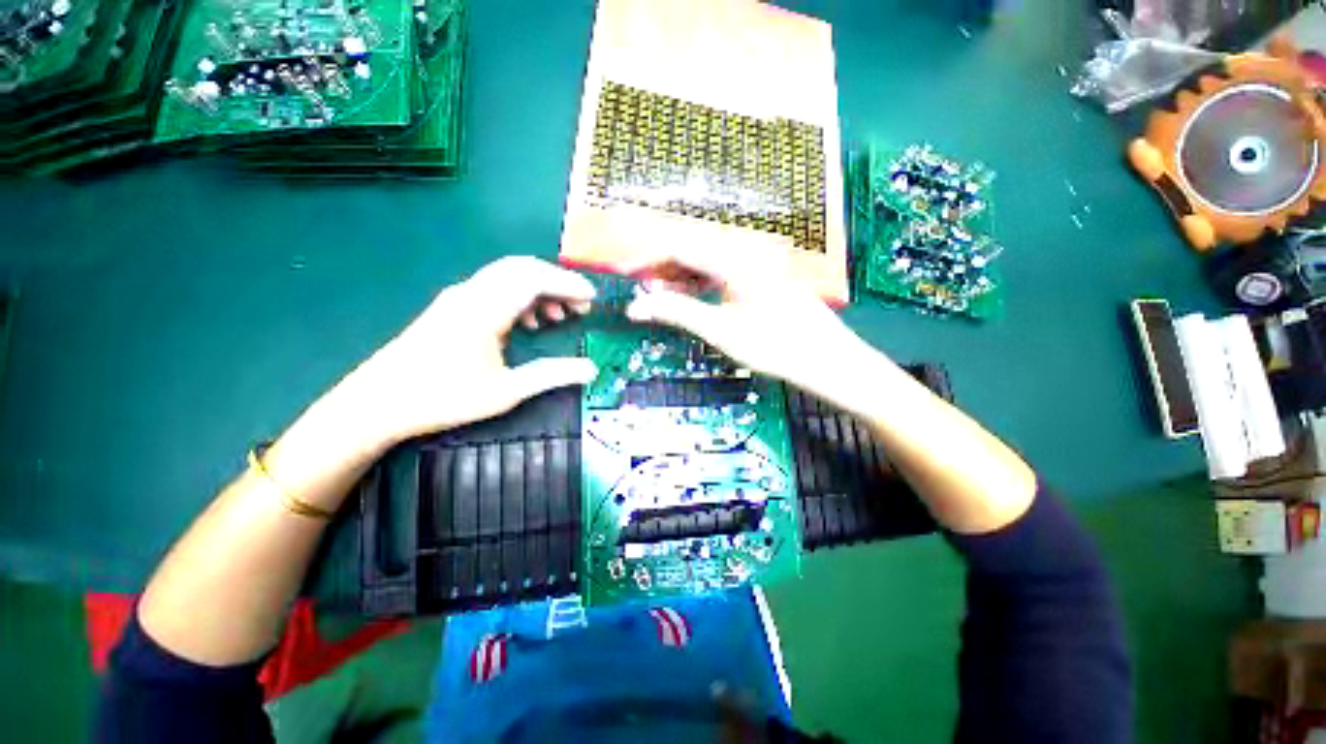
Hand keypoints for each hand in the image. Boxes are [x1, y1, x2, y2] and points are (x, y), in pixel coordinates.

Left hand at [339, 256, 598, 447]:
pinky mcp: (453, 307)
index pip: (536, 278)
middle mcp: (472, 292)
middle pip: (523, 268)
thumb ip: (553, 375)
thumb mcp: (506, 391)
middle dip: (557, 282)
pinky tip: (528, 323)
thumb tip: (591, 369)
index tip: (593, 299)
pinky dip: (520, 297)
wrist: (377, 402)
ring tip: (559, 316)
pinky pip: (495, 288)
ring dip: (539, 289)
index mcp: (485, 308)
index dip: (568, 284)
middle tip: (580, 306)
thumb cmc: (444, 397)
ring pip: (508, 276)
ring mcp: (460, 297)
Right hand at [623, 249, 879, 399]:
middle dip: (665, 271)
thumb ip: (677, 312)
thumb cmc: (774, 345)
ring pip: (709, 262)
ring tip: (665, 300)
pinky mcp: (764, 277)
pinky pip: (724, 272)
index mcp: (734, 258)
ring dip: (684, 278)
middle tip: (646, 294)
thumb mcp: (720, 330)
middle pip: (694, 251)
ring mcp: (758, 263)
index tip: (629, 277)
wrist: (827, 359)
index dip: (650, 261)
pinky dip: (704, 285)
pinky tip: (695, 299)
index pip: (680, 248)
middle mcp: (746, 251)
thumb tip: (638, 306)